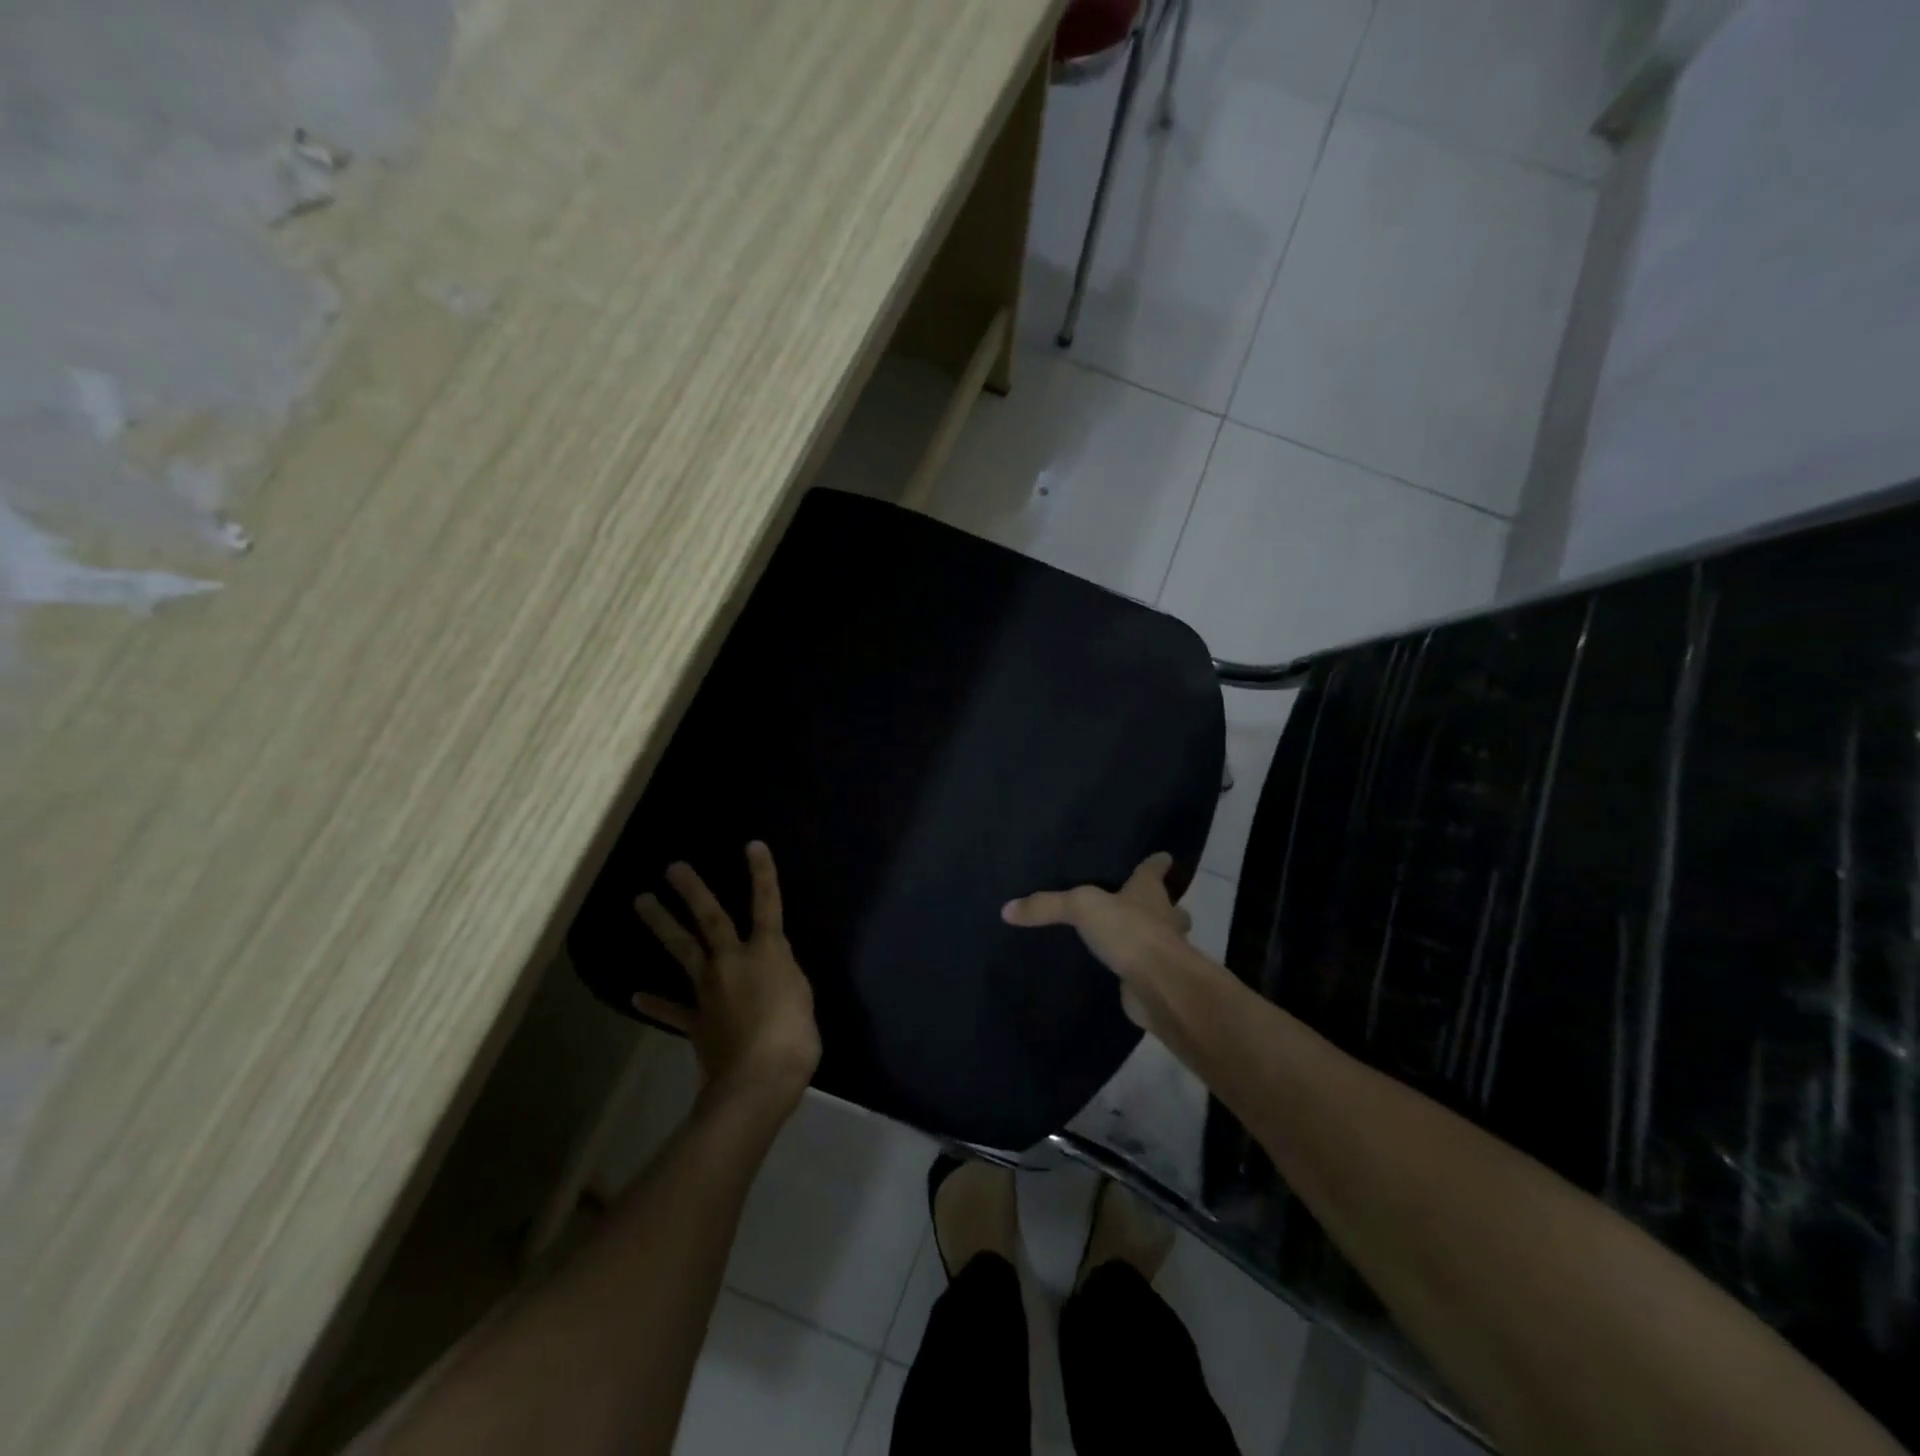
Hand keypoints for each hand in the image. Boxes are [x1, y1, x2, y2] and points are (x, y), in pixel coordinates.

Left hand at [634, 842, 820, 1112]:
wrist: (758, 1079)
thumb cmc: (794, 1035)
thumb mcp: (802, 996)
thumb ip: (784, 973)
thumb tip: (771, 963)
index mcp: (766, 952)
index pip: (767, 904)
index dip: (762, 874)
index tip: (752, 845)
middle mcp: (732, 961)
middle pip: (710, 919)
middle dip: (693, 890)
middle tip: (672, 867)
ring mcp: (708, 990)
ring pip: (682, 949)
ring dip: (661, 923)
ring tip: (642, 901)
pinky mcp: (695, 1021)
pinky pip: (673, 1009)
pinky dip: (655, 1003)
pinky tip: (637, 997)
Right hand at [1001, 853, 1211, 1040]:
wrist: (1158, 985)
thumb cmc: (1129, 931)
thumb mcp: (1080, 907)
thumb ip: (1046, 905)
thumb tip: (1007, 909)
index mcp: (1148, 892)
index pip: (1155, 869)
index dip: (1157, 863)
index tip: (1163, 856)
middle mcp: (1162, 917)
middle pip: (1169, 907)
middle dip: (1162, 906)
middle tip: (1142, 904)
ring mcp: (1163, 951)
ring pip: (1161, 939)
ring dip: (1150, 938)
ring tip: (1125, 937)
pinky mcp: (1154, 980)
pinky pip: (1142, 969)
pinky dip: (1135, 969)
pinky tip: (1116, 970)